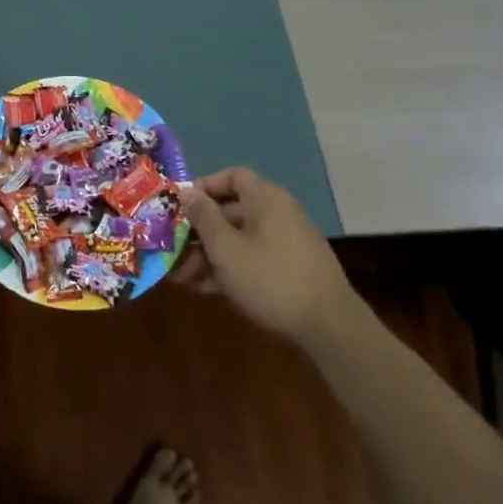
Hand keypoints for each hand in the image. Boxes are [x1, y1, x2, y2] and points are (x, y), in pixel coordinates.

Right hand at [178, 167, 364, 343]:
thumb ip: (203, 218)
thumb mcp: (226, 249)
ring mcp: (286, 242)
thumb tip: (187, 192)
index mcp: (265, 198)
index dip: (204, 187)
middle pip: (231, 211)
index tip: (181, 207)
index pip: (232, 176)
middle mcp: (277, 213)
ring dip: (209, 254)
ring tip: (182, 278)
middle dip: (199, 231)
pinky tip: (206, 289)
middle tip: (172, 250)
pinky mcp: (290, 269)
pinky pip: (252, 258)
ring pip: (239, 239)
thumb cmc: (270, 278)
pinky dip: (230, 268)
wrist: (330, 327)